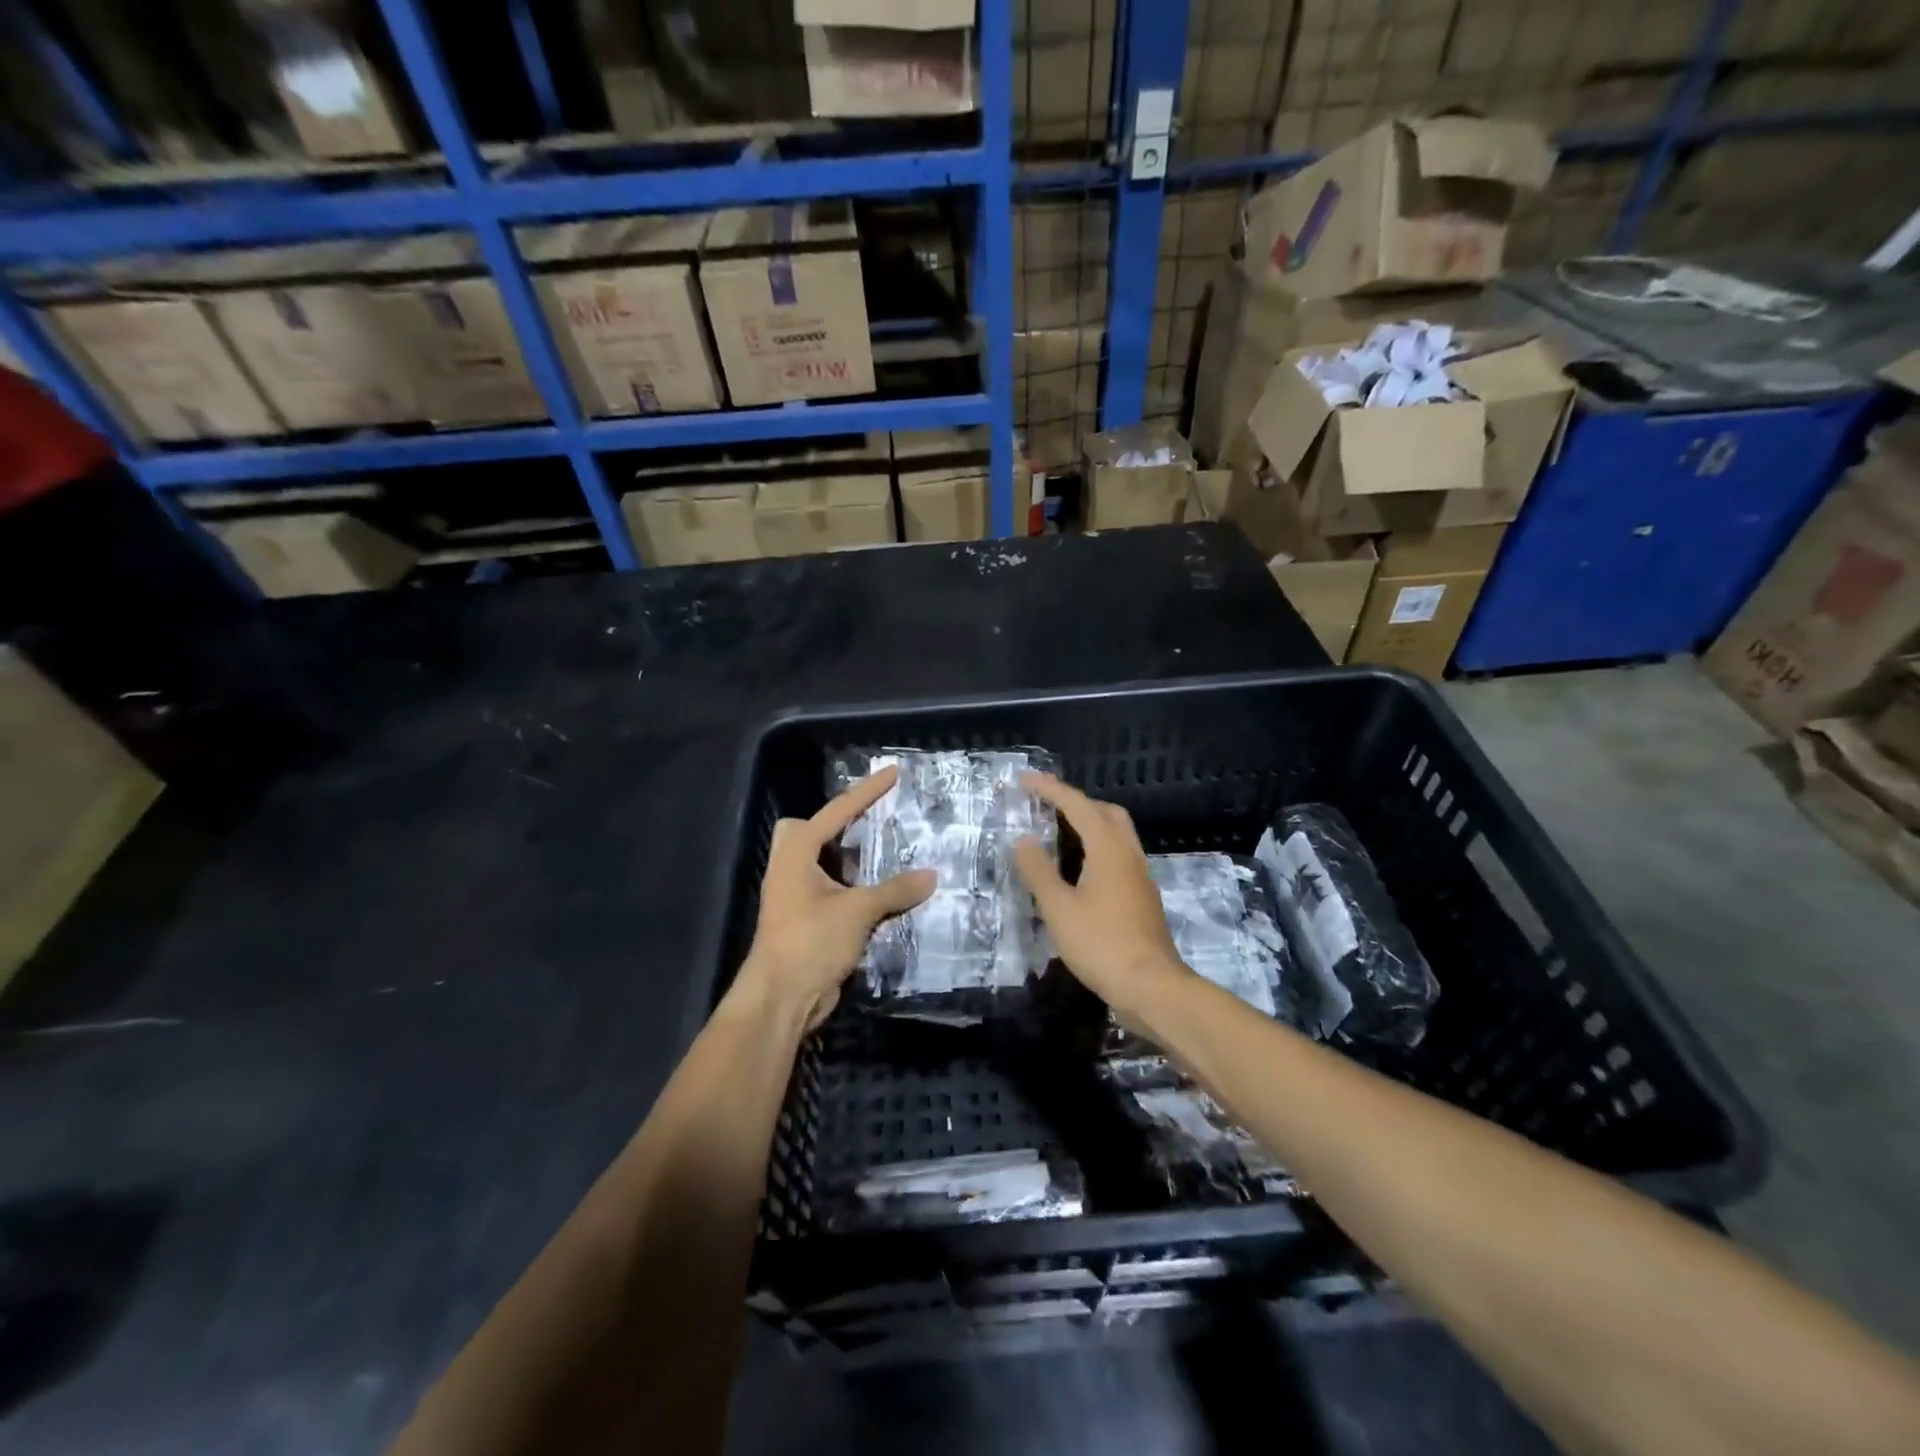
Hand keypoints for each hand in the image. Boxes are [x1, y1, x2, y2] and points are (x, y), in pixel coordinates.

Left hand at [735, 766, 935, 1031]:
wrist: (781, 998)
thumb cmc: (811, 941)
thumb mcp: (858, 911)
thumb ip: (895, 890)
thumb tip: (932, 875)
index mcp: (797, 853)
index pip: (838, 811)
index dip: (868, 791)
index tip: (893, 772)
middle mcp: (793, 868)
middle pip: (812, 831)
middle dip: (839, 825)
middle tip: (875, 823)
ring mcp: (797, 895)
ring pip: (824, 863)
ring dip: (853, 859)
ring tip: (891, 852)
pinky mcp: (808, 920)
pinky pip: (834, 890)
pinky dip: (857, 887)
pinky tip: (886, 892)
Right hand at [1011, 773, 1190, 1016]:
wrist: (1151, 986)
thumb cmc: (1100, 944)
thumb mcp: (1058, 908)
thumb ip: (1038, 871)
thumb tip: (1022, 839)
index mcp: (1108, 849)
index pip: (1077, 805)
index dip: (1050, 789)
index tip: (1025, 779)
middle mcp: (1129, 855)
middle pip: (1107, 812)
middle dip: (1077, 802)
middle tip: (1048, 805)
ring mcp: (1140, 877)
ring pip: (1118, 834)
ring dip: (1091, 824)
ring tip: (1060, 834)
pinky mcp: (1143, 897)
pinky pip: (1120, 856)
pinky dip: (1098, 848)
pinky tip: (1081, 870)